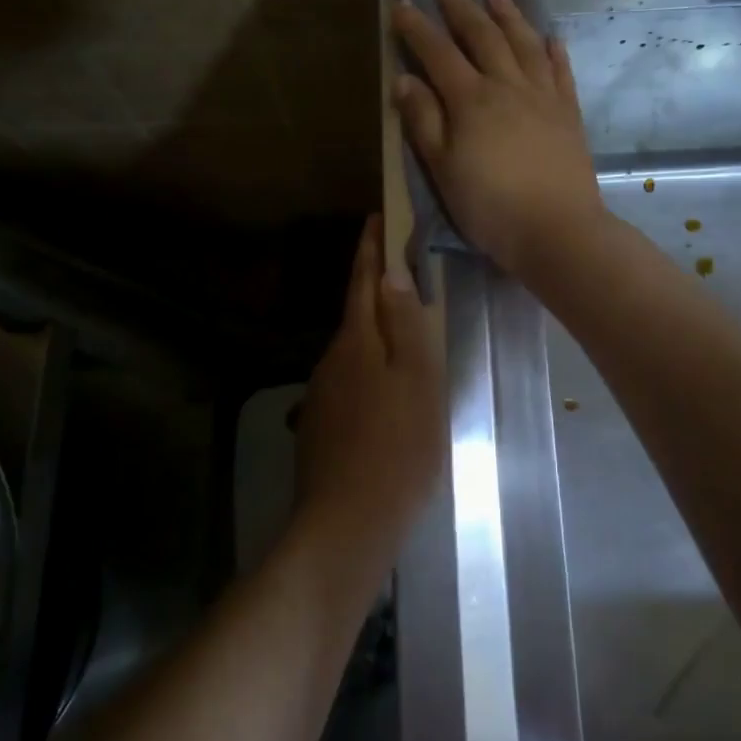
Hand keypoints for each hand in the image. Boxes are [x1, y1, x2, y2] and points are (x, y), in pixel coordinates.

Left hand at [293, 216, 443, 576]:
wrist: (346, 523)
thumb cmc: (397, 447)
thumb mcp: (417, 380)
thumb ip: (406, 324)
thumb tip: (392, 271)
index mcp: (357, 341)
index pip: (363, 280)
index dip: (371, 248)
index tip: (378, 217)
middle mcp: (333, 359)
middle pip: (356, 312)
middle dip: (373, 284)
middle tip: (401, 263)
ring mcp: (323, 394)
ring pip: (353, 348)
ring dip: (373, 328)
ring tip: (402, 322)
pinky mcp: (323, 424)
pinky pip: (350, 380)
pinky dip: (369, 367)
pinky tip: (385, 386)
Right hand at [391, 0, 605, 280]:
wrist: (557, 230)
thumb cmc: (489, 206)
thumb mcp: (442, 168)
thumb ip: (424, 121)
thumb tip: (405, 79)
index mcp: (471, 99)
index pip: (438, 52)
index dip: (417, 27)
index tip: (399, 1)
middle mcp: (508, 86)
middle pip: (482, 36)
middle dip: (460, 7)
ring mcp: (543, 97)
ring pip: (523, 44)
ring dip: (508, 15)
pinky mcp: (568, 114)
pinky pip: (560, 71)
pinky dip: (552, 50)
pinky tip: (549, 37)